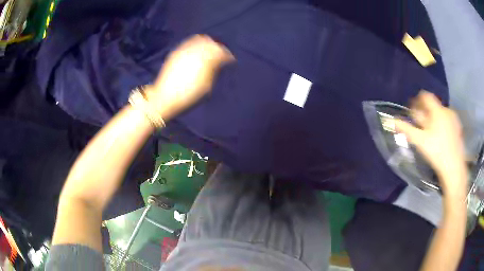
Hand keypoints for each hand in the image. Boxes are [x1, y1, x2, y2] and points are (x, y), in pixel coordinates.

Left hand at [146, 35, 234, 119]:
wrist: (165, 97)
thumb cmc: (188, 94)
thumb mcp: (207, 85)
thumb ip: (214, 69)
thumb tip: (220, 60)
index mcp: (205, 59)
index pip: (221, 51)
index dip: (227, 55)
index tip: (231, 60)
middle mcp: (195, 50)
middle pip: (211, 43)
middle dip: (218, 47)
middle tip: (221, 55)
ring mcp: (184, 49)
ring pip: (200, 39)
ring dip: (207, 44)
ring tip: (210, 52)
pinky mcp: (176, 52)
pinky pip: (189, 42)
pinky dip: (196, 43)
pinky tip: (198, 50)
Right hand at [395, 91, 467, 196]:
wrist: (454, 169)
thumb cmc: (437, 153)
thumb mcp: (420, 142)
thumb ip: (406, 129)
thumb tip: (390, 120)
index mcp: (438, 111)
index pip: (425, 96)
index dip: (417, 101)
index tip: (412, 113)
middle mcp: (447, 110)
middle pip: (432, 105)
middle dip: (424, 113)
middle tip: (420, 126)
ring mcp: (454, 119)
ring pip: (440, 113)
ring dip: (433, 119)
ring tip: (430, 134)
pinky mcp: (458, 128)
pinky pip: (447, 120)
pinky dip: (441, 124)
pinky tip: (440, 138)